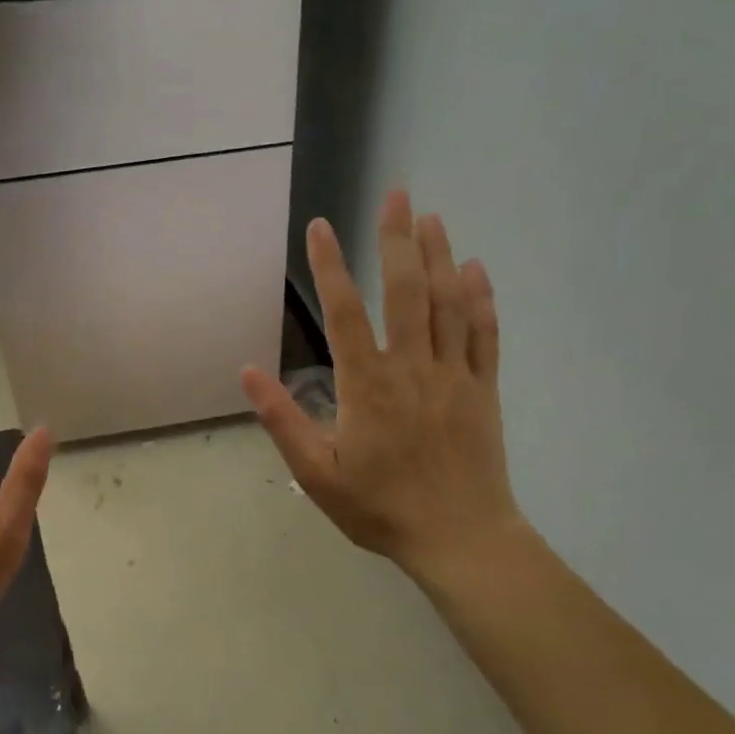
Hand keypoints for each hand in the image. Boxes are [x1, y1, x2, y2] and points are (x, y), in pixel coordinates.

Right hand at [242, 189, 525, 584]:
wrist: (459, 539)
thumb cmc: (380, 509)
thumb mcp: (317, 474)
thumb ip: (284, 421)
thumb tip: (250, 373)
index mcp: (367, 385)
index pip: (345, 312)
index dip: (330, 266)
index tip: (320, 227)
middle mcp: (412, 367)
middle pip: (406, 291)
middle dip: (397, 239)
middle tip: (395, 194)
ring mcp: (454, 376)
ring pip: (448, 303)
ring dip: (439, 256)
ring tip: (431, 217)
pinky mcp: (484, 390)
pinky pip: (485, 335)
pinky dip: (480, 299)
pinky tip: (475, 269)